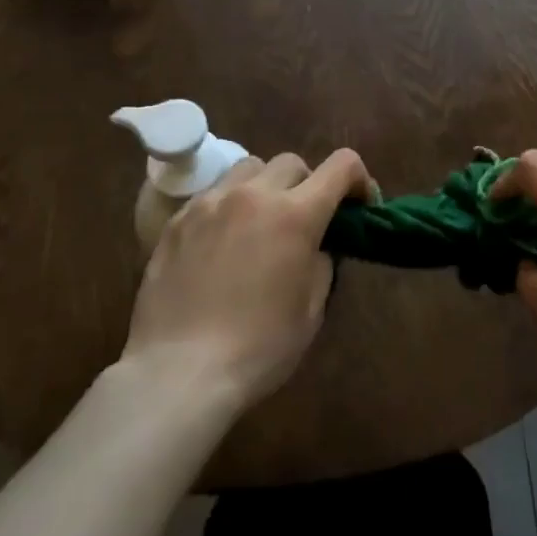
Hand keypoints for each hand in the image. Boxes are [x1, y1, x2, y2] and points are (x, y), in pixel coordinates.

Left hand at [122, 150, 369, 410]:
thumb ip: (322, 262)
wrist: (179, 372)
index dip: (359, 179)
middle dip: (308, 184)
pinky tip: (222, 242)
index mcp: (296, 214)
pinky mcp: (177, 219)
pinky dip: (229, 206)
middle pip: (292, 163)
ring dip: (265, 186)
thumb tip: (317, 244)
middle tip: (304, 220)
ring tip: (259, 222)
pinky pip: (213, 193)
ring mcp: (211, 203)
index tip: (359, 206)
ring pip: (249, 168)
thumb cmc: (259, 347)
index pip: (342, 165)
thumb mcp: (311, 309)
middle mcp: (254, 195)